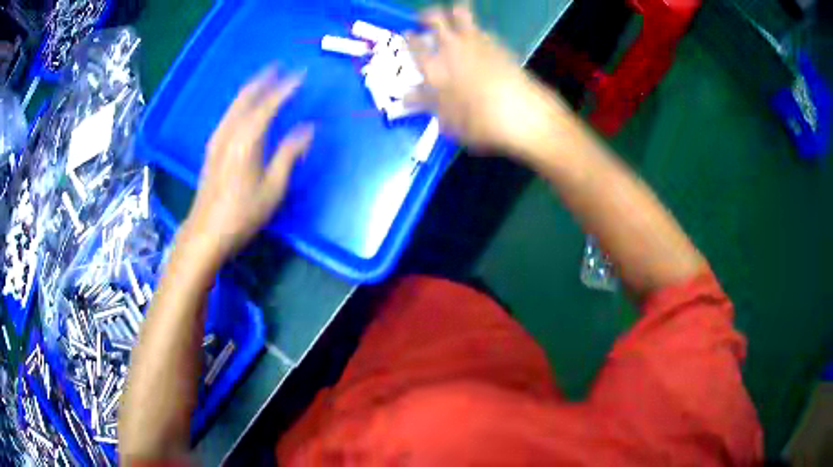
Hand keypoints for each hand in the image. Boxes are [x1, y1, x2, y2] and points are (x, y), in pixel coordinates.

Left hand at [182, 67, 313, 261]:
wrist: (205, 232)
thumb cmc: (242, 213)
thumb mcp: (273, 188)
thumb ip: (289, 154)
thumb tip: (308, 129)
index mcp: (247, 140)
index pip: (269, 105)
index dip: (286, 88)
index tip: (300, 74)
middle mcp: (229, 133)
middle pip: (246, 98)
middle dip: (263, 80)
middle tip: (278, 67)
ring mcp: (217, 140)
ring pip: (234, 105)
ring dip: (250, 89)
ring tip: (263, 79)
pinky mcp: (211, 149)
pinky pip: (228, 115)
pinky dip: (240, 103)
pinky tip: (243, 106)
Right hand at [408, 4, 570, 157]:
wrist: (522, 113)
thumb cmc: (479, 122)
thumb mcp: (446, 120)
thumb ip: (426, 103)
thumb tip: (407, 97)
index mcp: (434, 67)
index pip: (414, 45)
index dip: (409, 38)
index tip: (408, 34)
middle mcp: (452, 48)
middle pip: (435, 19)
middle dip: (427, 16)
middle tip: (423, 19)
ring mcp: (477, 42)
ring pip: (460, 14)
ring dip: (453, 12)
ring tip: (451, 14)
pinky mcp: (498, 44)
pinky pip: (481, 28)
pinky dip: (475, 27)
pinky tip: (477, 34)